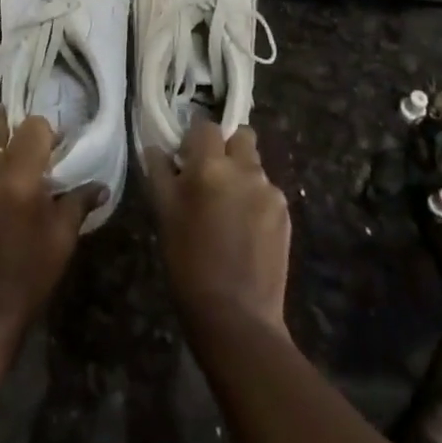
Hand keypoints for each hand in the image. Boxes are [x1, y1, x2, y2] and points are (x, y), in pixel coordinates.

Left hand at [0, 107, 104, 334]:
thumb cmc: (28, 277)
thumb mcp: (61, 240)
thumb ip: (79, 202)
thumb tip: (101, 186)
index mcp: (18, 177)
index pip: (33, 127)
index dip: (48, 131)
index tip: (58, 145)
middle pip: (4, 136)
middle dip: (20, 138)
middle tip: (34, 147)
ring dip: (3, 162)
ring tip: (17, 180)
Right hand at [146, 122, 290, 333]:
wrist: (236, 316)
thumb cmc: (188, 263)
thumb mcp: (164, 215)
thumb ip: (160, 172)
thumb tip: (155, 146)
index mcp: (210, 165)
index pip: (206, 126)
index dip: (195, 139)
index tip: (186, 158)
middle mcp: (245, 168)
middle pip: (241, 136)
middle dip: (227, 148)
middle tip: (211, 176)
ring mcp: (270, 191)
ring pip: (255, 166)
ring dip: (241, 175)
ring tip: (228, 211)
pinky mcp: (285, 214)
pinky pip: (268, 192)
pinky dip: (255, 200)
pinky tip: (245, 231)